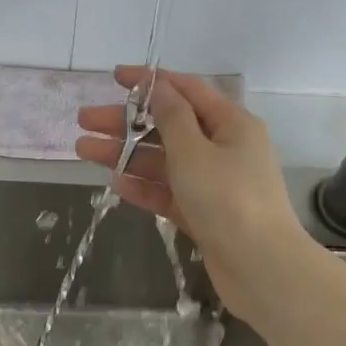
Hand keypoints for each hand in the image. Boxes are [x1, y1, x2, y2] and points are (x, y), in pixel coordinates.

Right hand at [77, 67, 307, 314]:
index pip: (187, 90)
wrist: (261, 268)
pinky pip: (170, 192)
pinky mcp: (205, 214)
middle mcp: (225, 148)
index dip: (151, 81)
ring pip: (164, 161)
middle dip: (126, 122)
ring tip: (84, 150)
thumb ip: (172, 117)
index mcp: (232, 124)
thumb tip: (160, 85)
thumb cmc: (228, 200)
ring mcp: (215, 184)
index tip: (115, 77)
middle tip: (84, 121)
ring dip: (127, 155)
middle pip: (169, 126)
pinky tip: (115, 183)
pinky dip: (145, 186)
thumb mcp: (194, 151)